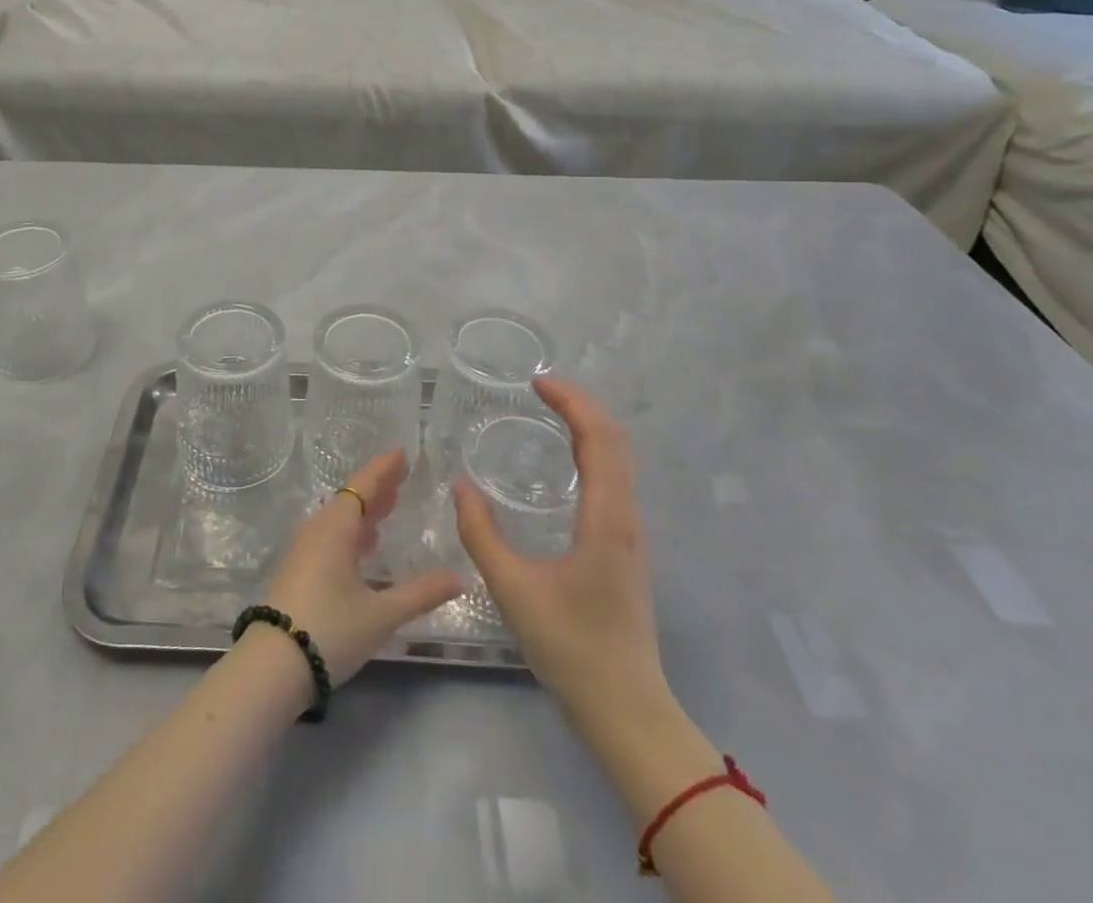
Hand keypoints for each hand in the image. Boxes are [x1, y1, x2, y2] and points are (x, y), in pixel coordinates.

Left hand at [266, 448, 461, 684]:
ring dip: (365, 509)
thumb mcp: (381, 614)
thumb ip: (421, 594)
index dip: (384, 469)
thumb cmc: (330, 630)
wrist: (272, 666)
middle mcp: (318, 530)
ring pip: (340, 517)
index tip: (402, 452)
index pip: (364, 486)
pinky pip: (331, 535)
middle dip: (378, 486)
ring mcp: (305, 550)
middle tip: (403, 475)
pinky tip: (365, 545)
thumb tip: (459, 577)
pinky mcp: (299, 569)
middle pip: (351, 498)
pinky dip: (353, 530)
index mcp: (336, 527)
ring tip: (389, 505)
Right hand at [454, 377, 667, 720]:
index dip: (571, 402)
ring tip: (551, 413)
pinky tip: (567, 462)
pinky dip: (593, 451)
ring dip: (590, 426)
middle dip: (581, 405)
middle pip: (615, 440)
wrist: (627, 709)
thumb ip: (482, 536)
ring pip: (620, 460)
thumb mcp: (514, 590)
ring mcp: (631, 533)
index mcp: (606, 519)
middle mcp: (626, 517)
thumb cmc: (572, 648)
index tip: (536, 383)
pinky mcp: (626, 548)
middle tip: (541, 389)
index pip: (599, 438)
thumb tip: (461, 486)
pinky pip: (615, 479)